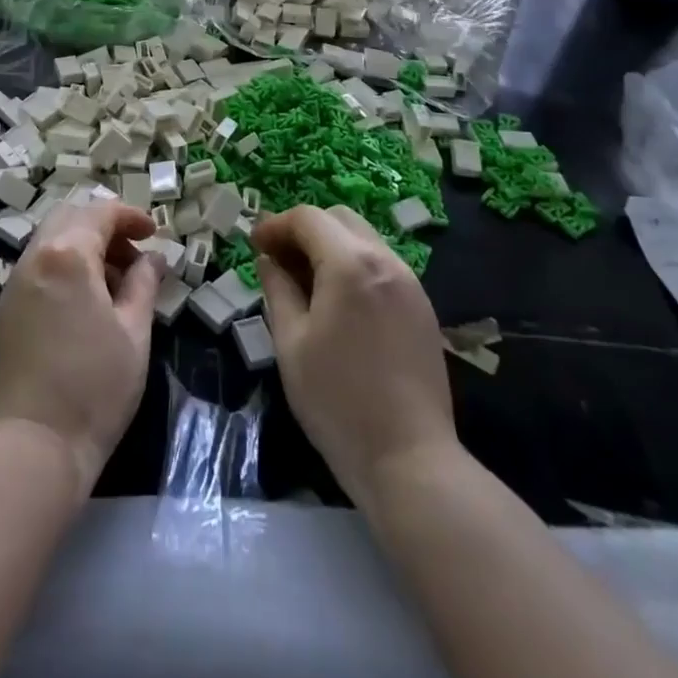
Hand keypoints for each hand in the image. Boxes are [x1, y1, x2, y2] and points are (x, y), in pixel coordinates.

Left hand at [0, 200, 164, 494]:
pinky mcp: (4, 310)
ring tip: (113, 284)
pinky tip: (84, 303)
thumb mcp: (134, 333)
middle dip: (104, 227)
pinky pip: (37, 268)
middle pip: (70, 218)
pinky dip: (64, 267)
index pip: (100, 212)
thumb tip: (152, 258)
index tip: (154, 234)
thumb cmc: (94, 388)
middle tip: (133, 257)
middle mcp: (34, 258)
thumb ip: (144, 284)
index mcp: (67, 255)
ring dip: (83, 247)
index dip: (130, 216)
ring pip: (51, 241)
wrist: (32, 447)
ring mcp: (13, 284)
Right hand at [251, 204, 461, 504]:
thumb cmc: (338, 401)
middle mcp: (385, 261)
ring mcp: (410, 283)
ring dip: (330, 246)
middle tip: (277, 259)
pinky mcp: (422, 307)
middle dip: (303, 229)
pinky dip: (353, 265)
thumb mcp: (291, 343)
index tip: (254, 245)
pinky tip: (338, 301)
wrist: (410, 460)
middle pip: (339, 219)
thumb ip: (278, 290)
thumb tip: (269, 260)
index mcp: (350, 264)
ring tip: (305, 281)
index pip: (308, 218)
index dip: (276, 225)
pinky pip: (381, 265)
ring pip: (363, 239)